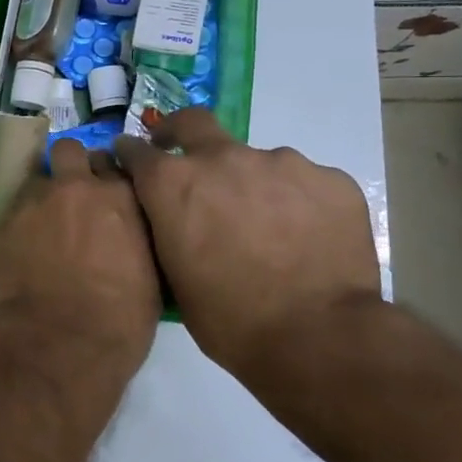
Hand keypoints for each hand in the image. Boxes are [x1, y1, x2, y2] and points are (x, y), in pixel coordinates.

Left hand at [0, 139, 160, 375]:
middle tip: (73, 194)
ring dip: (43, 193)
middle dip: (71, 165)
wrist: (59, 341)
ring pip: (37, 178)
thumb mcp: (151, 273)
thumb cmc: (119, 318)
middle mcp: (74, 187)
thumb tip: (127, 231)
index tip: (107, 191)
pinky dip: (20, 222)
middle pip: (70, 150)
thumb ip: (137, 235)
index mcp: (119, 196)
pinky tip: (24, 247)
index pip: (114, 163)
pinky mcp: (1, 222)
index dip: (108, 176)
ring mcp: (33, 201)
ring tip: (45, 224)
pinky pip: (12, 209)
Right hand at [114, 109, 380, 375]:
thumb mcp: (173, 277)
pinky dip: (297, 202)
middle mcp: (223, 159)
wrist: (319, 339)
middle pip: (193, 122)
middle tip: (186, 158)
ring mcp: (281, 163)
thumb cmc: (229, 320)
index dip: (131, 156)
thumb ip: (167, 229)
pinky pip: (303, 183)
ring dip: (251, 184)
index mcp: (173, 183)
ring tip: (268, 228)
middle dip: (179, 132)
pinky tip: (306, 237)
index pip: (136, 151)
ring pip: (256, 161)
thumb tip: (171, 216)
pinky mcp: (330, 179)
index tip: (132, 161)